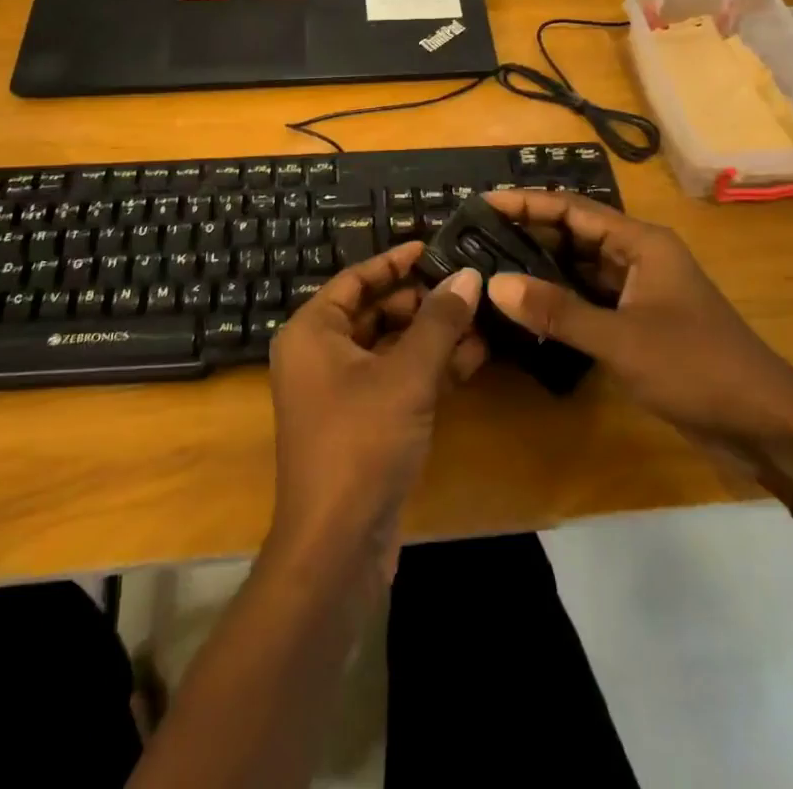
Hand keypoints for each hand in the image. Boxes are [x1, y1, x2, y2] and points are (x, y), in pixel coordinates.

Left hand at [265, 241, 486, 579]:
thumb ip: (439, 321)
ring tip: (481, 318)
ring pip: (389, 348)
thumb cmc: (361, 441)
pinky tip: (472, 358)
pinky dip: (428, 369)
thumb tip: (469, 275)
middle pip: (374, 311)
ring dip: (432, 335)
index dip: (395, 262)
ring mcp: (338, 392)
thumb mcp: (407, 375)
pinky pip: (395, 380)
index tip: (434, 247)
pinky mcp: (360, 423)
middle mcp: (318, 355)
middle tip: (467, 284)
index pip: (355, 279)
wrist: (336, 546)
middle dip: (422, 300)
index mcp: (312, 331)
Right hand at [483, 191, 792, 494]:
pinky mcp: (639, 321)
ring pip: (580, 267)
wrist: (766, 424)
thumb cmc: (697, 367)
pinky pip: (590, 298)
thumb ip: (557, 311)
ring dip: (541, 266)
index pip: (573, 210)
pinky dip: (559, 298)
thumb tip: (494, 284)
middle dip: (529, 232)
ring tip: (490, 264)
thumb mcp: (621, 339)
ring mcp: (640, 290)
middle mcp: (639, 257)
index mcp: (642, 243)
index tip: (481, 202)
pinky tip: (526, 306)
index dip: (527, 203)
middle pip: (574, 234)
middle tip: (476, 235)